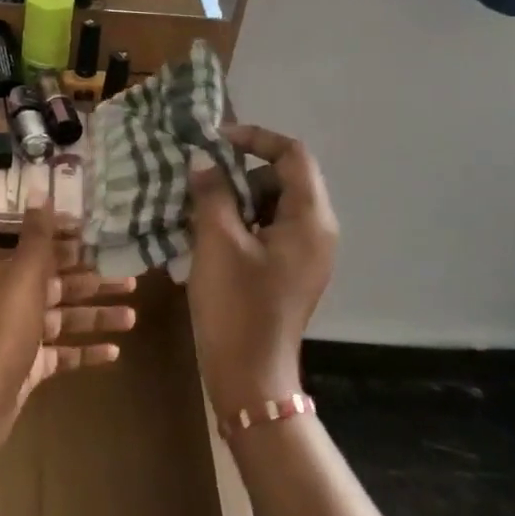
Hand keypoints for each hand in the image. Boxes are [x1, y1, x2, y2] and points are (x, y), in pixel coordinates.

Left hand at [0, 203, 135, 456]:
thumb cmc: (3, 331)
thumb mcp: (22, 277)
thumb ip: (36, 236)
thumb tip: (38, 188)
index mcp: (9, 274)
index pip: (46, 251)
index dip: (74, 243)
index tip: (106, 237)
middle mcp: (14, 300)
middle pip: (61, 286)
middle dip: (95, 283)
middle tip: (133, 280)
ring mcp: (22, 337)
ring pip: (66, 320)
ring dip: (98, 316)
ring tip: (133, 317)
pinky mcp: (30, 368)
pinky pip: (63, 355)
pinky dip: (87, 351)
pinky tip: (115, 352)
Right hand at [187, 125, 338, 419]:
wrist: (248, 377)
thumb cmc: (236, 306)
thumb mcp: (217, 242)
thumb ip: (212, 193)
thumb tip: (203, 160)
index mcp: (311, 220)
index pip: (293, 155)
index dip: (256, 138)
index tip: (215, 141)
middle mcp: (317, 232)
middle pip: (281, 179)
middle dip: (240, 174)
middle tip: (200, 186)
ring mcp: (304, 254)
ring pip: (270, 205)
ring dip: (235, 200)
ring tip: (198, 213)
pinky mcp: (288, 271)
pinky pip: (266, 230)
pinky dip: (239, 224)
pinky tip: (207, 238)